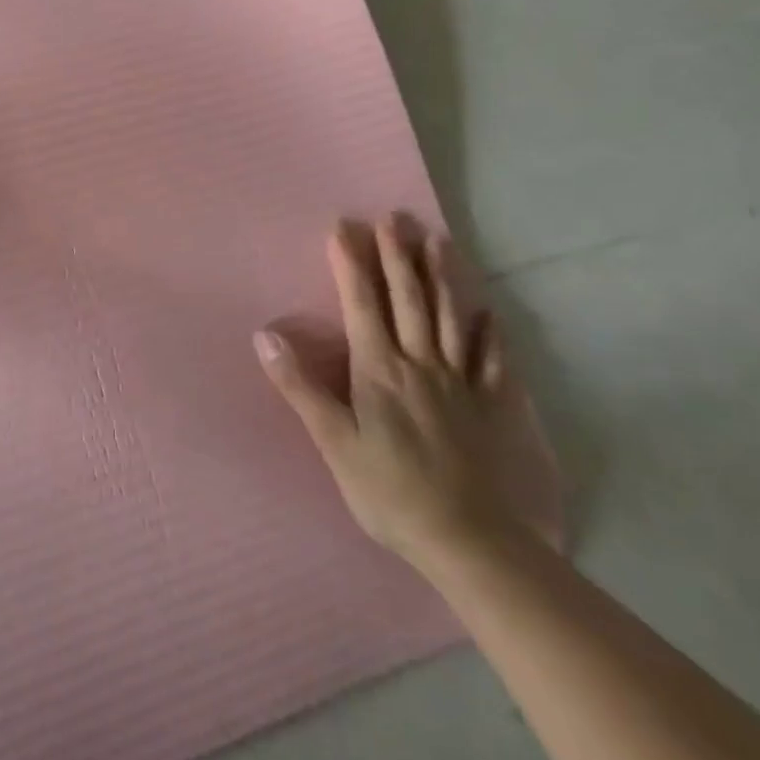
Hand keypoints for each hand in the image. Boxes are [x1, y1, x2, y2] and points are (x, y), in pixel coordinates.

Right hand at [254, 216, 530, 566]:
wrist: (473, 542)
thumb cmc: (391, 493)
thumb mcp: (334, 443)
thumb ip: (301, 387)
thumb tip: (265, 336)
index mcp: (379, 371)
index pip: (362, 304)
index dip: (351, 263)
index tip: (343, 226)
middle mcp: (421, 365)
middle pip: (409, 300)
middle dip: (397, 256)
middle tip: (393, 217)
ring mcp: (463, 384)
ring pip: (452, 318)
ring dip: (443, 276)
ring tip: (438, 240)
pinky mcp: (494, 407)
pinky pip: (493, 361)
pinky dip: (490, 333)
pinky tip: (490, 312)